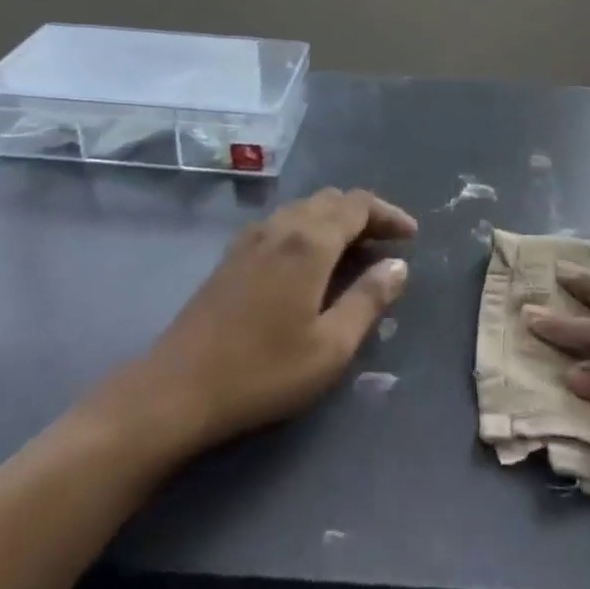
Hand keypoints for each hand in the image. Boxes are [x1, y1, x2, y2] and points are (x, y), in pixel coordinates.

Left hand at [86, 188, 415, 457]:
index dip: (389, 214)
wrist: (177, 388)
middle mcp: (282, 226)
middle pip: (332, 200)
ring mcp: (252, 237)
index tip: (411, 235)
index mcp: (310, 241)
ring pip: (305, 208)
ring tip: (355, 252)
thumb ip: (369, 300)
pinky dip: (308, 229)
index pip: (358, 205)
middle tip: (387, 243)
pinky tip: (309, 262)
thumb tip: (398, 266)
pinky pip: (282, 223)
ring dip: (335, 220)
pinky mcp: (232, 255)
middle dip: (365, 214)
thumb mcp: (330, 346)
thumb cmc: (262, 370)